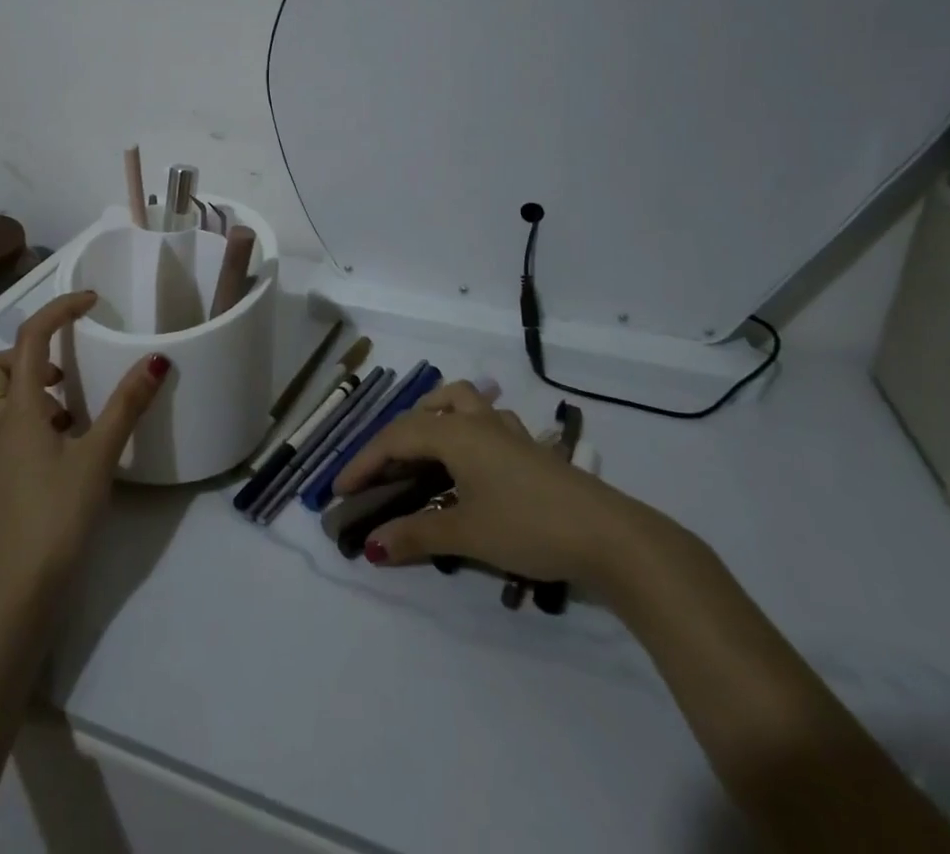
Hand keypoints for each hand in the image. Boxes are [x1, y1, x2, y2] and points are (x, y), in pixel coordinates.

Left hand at [0, 291, 167, 608]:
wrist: (19, 589)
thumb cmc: (56, 515)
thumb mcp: (98, 456)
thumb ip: (126, 406)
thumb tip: (155, 360)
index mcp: (18, 408)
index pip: (30, 338)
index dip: (59, 310)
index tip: (92, 302)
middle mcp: (0, 422)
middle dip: (29, 351)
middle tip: (69, 363)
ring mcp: (0, 450)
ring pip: (2, 395)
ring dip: (35, 383)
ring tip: (78, 399)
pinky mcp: (7, 472)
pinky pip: (15, 423)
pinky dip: (39, 413)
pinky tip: (73, 437)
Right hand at [333, 380, 658, 586]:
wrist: (610, 536)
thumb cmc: (529, 527)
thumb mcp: (466, 534)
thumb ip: (416, 535)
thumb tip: (371, 546)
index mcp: (454, 433)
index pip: (394, 438)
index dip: (363, 463)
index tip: (339, 491)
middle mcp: (477, 421)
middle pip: (422, 414)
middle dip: (393, 441)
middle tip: (378, 477)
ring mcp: (508, 431)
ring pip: (460, 403)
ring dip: (433, 418)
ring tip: (421, 451)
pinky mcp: (531, 449)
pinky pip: (487, 423)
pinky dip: (467, 432)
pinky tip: (472, 463)